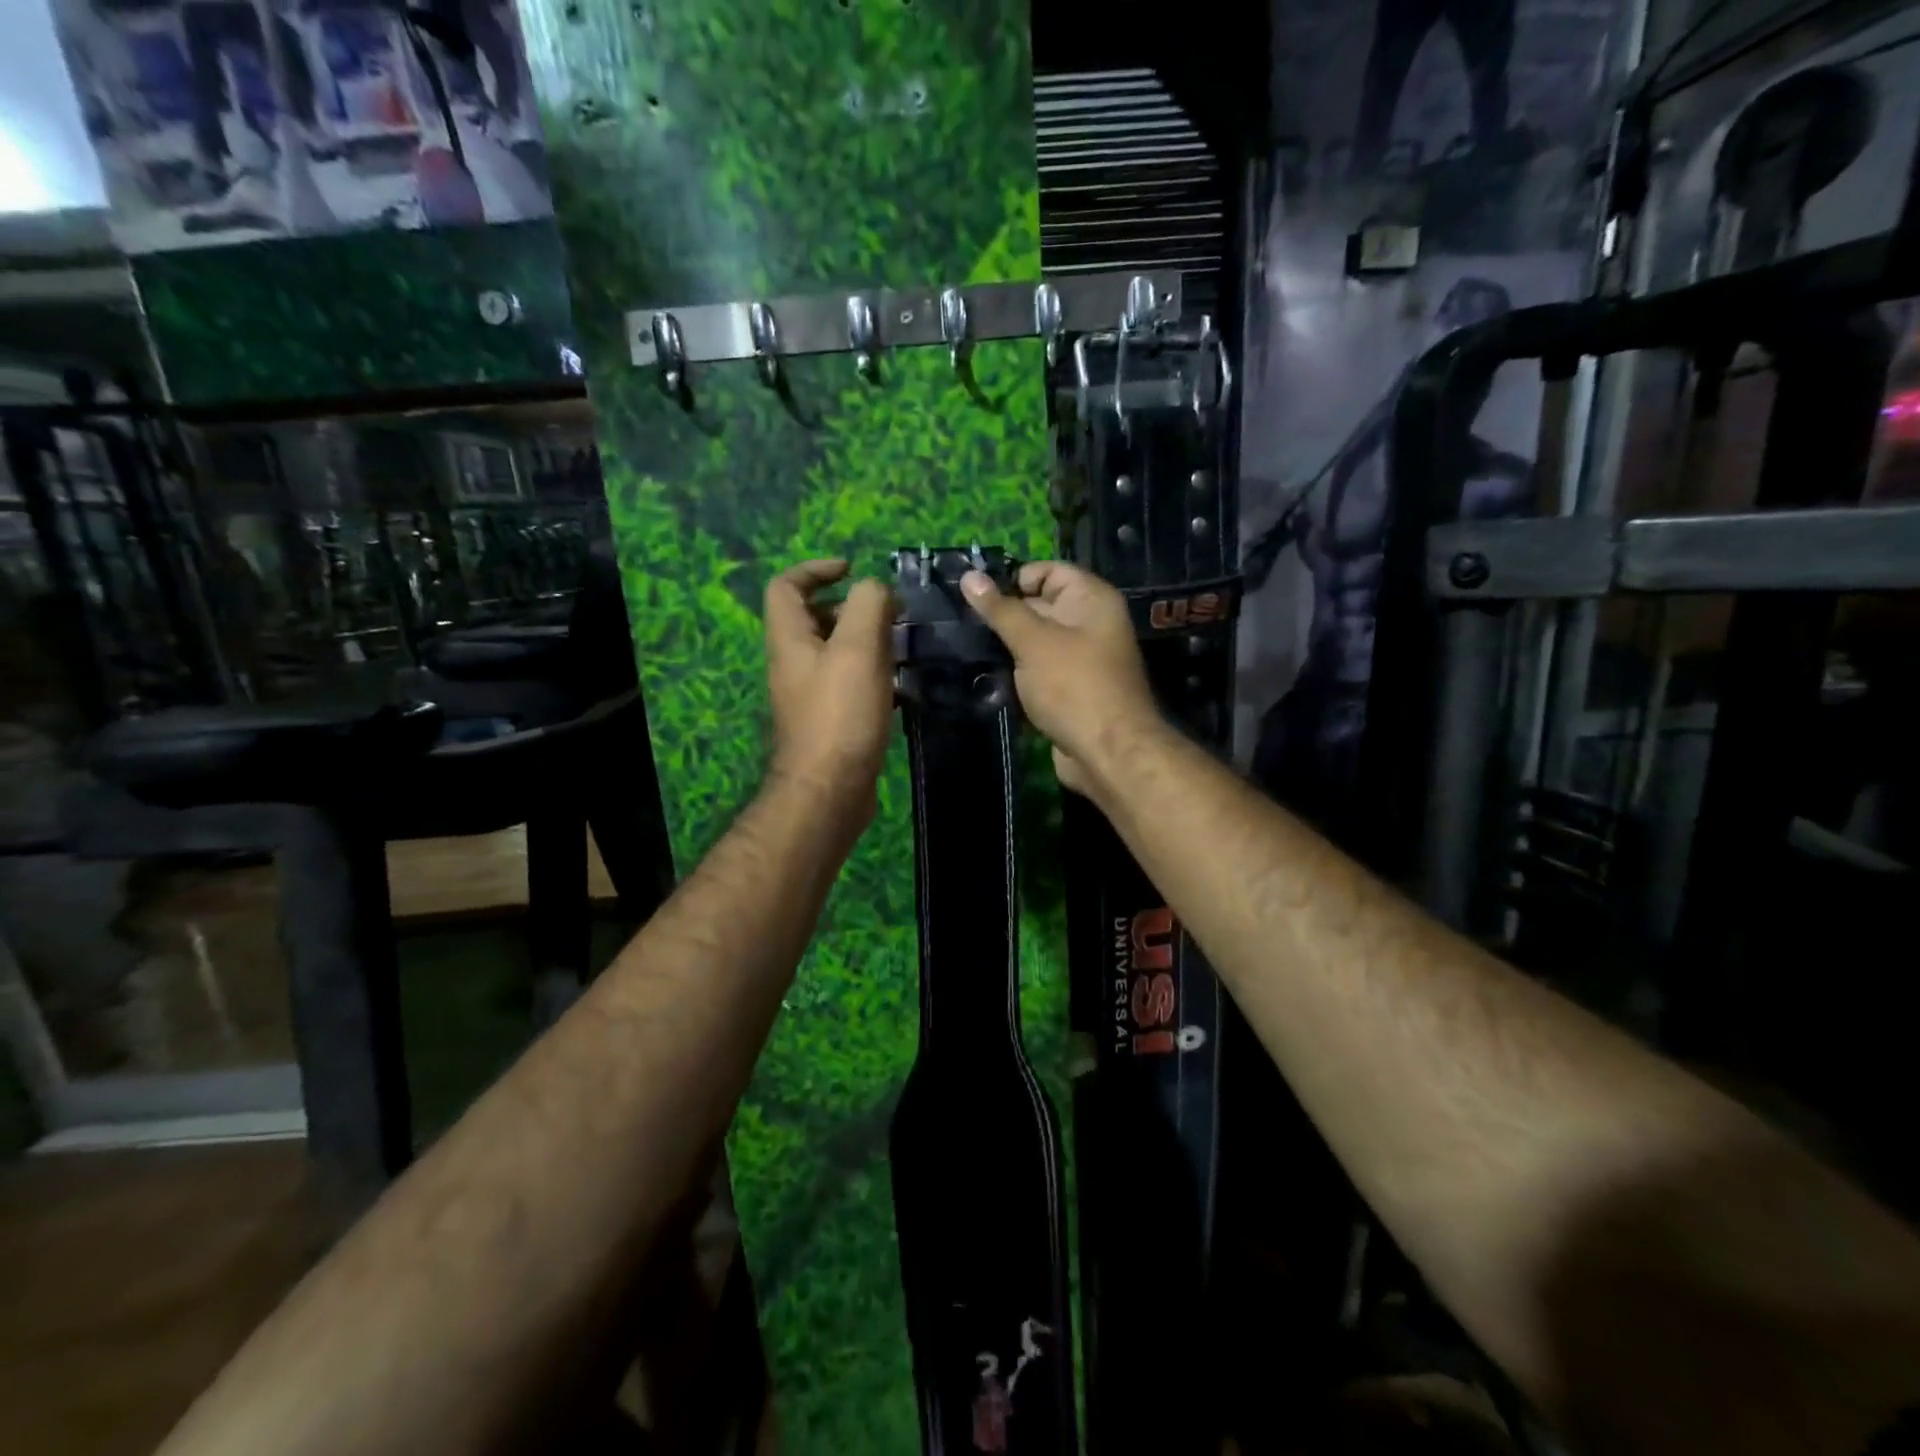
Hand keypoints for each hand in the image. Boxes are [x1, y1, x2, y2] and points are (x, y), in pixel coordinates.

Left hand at [764, 559, 895, 818]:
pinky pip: (848, 683)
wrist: (830, 790)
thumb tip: (877, 590)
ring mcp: (810, 695)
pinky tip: (900, 684)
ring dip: (866, 641)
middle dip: (852, 607)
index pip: (786, 586)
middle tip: (891, 614)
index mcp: (789, 639)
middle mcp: (793, 663)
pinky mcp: (829, 721)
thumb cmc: (841, 714)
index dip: (815, 568)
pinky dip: (872, 674)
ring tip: (902, 645)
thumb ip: (868, 605)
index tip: (853, 570)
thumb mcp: (857, 647)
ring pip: (835, 652)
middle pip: (814, 618)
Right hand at [960, 561, 1160, 795]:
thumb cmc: (1073, 686)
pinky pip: (1039, 671)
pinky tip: (986, 677)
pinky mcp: (1071, 690)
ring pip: (1036, 642)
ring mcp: (1082, 660)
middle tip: (961, 624)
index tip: (977, 598)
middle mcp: (1090, 624)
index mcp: (1091, 600)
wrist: (1108, 753)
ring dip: (1007, 647)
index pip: (1049, 572)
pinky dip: (1018, 673)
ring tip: (967, 648)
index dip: (1014, 579)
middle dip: (1004, 615)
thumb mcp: (1032, 641)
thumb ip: (1000, 610)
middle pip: (1041, 606)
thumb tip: (969, 576)